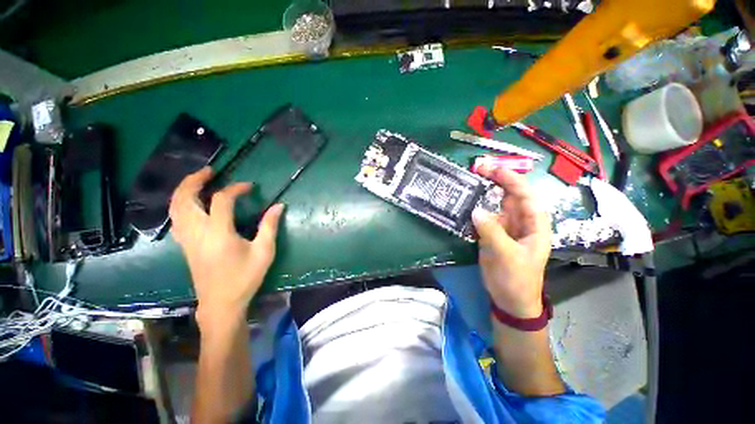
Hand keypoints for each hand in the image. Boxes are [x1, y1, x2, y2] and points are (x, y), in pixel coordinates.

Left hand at [169, 167, 284, 325]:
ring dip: (184, 190)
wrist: (221, 303)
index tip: (250, 186)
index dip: (236, 188)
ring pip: (175, 208)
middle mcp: (197, 232)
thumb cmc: (245, 278)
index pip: (222, 200)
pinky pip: (176, 218)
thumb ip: (270, 226)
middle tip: (209, 171)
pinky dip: (180, 204)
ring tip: (198, 181)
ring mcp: (187, 239)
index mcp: (219, 233)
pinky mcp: (185, 245)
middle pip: (185, 198)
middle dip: (195, 180)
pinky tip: (191, 203)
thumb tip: (278, 206)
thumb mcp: (264, 252)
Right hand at [472, 166, 550, 318]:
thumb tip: (475, 210)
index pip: (524, 194)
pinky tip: (466, 200)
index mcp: (534, 223)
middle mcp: (520, 220)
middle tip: (478, 168)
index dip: (510, 179)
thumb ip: (492, 231)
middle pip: (510, 194)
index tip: (491, 169)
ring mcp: (505, 226)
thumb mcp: (506, 255)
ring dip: (485, 191)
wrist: (510, 299)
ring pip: (496, 203)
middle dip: (496, 179)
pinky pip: (484, 215)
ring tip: (471, 179)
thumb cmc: (516, 279)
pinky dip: (476, 206)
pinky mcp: (492, 232)